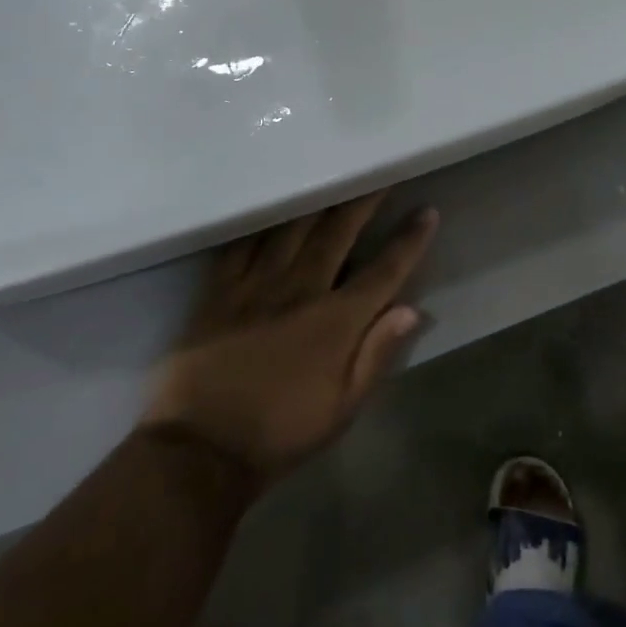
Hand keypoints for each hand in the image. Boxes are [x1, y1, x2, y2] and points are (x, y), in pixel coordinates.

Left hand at [141, 193, 438, 480]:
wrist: (199, 452)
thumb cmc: (280, 433)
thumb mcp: (342, 409)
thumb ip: (377, 355)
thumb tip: (412, 309)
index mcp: (335, 321)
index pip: (383, 271)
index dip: (408, 241)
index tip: (426, 211)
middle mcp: (300, 291)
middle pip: (338, 234)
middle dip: (364, 201)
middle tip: (380, 173)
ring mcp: (256, 287)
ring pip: (292, 230)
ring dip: (317, 201)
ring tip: (332, 176)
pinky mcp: (219, 293)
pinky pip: (241, 246)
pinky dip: (260, 223)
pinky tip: (269, 206)